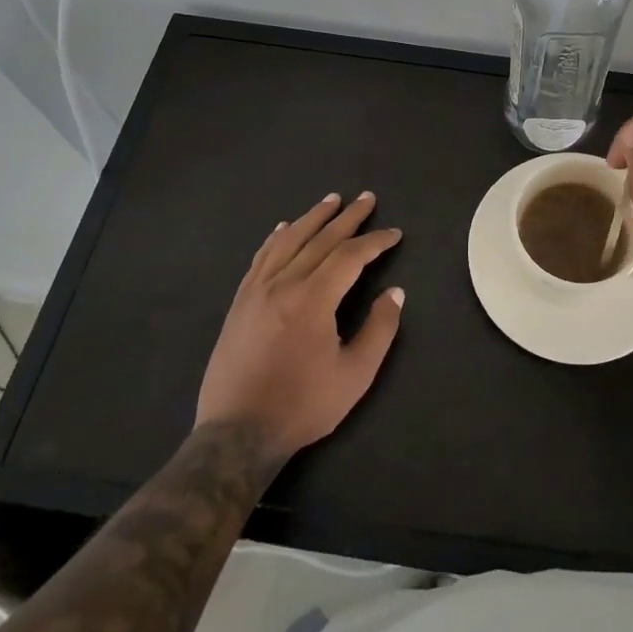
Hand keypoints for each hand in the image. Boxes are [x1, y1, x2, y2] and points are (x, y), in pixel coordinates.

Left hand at [196, 192, 404, 459]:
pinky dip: (277, 237)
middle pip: (320, 239)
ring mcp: (257, 290)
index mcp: (313, 299)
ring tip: (331, 200)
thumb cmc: (302, 406)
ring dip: (313, 217)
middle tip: (367, 198)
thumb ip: (379, 330)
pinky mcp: (240, 302)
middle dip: (348, 217)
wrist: (237, 434)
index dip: (375, 241)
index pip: (350, 256)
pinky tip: (284, 227)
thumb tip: (395, 293)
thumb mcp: (354, 375)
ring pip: (288, 241)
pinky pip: (261, 257)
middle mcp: (283, 284)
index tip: (394, 234)